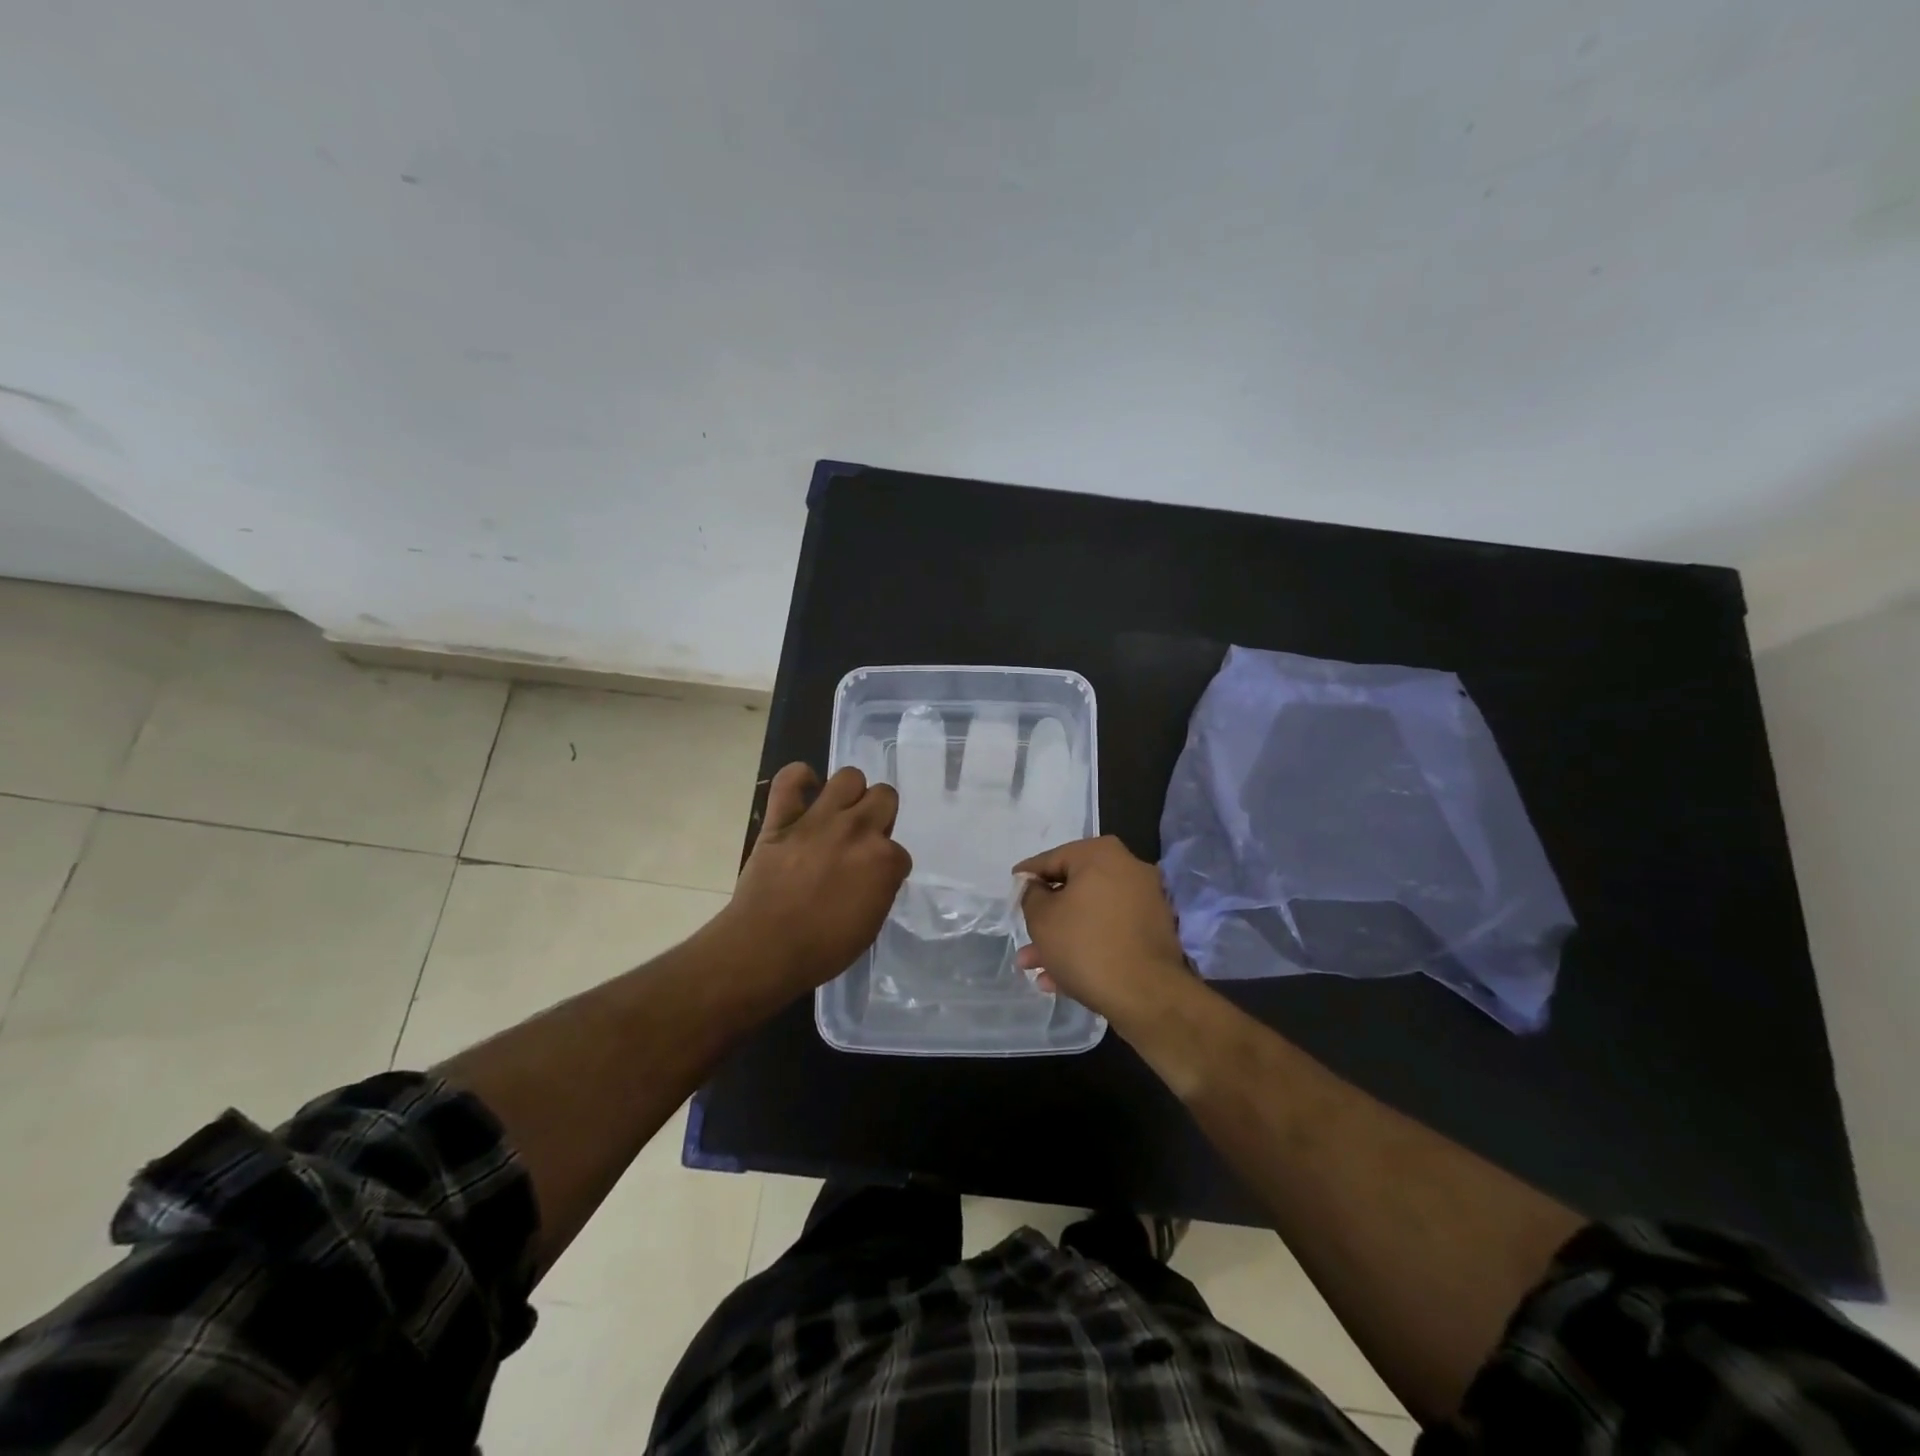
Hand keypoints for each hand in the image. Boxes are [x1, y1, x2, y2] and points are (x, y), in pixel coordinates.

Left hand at [723, 763, 911, 992]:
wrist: (765, 949)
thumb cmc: (822, 949)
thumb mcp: (870, 924)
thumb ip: (879, 888)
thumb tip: (874, 873)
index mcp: (883, 860)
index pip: (899, 851)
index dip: (887, 865)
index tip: (873, 878)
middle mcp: (857, 830)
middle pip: (885, 796)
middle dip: (880, 814)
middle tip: (863, 837)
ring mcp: (819, 820)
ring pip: (849, 776)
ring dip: (850, 792)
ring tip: (840, 811)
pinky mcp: (782, 819)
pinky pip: (790, 779)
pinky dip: (799, 778)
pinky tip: (805, 790)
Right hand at [1014, 836, 1192, 1027]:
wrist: (1146, 995)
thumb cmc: (1085, 945)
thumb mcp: (1042, 918)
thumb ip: (1031, 895)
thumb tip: (1037, 888)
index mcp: (1101, 854)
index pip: (1052, 859)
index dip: (1028, 876)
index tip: (1013, 887)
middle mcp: (1128, 869)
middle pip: (1074, 890)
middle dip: (1045, 917)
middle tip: (1024, 936)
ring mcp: (1145, 901)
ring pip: (1091, 915)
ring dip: (1062, 938)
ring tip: (1034, 967)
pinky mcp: (1154, 932)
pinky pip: (1110, 932)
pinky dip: (1087, 947)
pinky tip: (1059, 979)